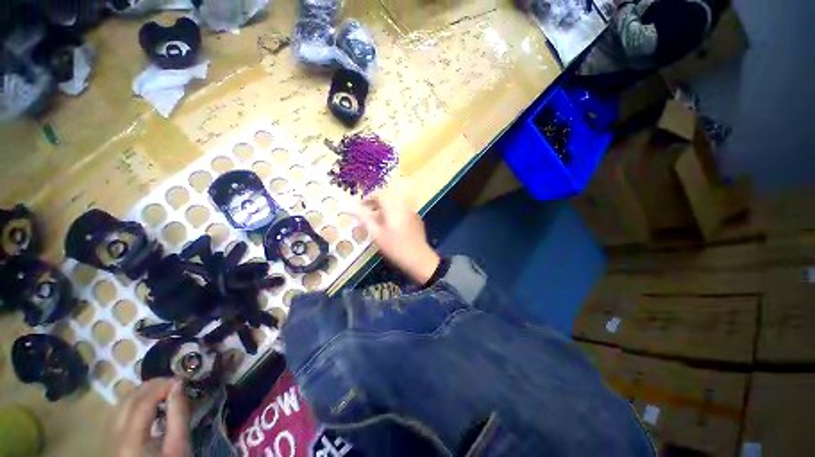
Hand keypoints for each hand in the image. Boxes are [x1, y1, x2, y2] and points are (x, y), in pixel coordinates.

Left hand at [113, 378, 189, 456]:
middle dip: (152, 385)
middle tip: (174, 382)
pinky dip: (137, 401)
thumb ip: (179, 415)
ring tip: (164, 391)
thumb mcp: (179, 445)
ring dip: (143, 392)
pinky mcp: (113, 437)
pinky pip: (121, 411)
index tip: (182, 379)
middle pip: (128, 399)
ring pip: (122, 402)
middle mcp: (115, 433)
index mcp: (130, 438)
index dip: (163, 386)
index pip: (143, 402)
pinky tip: (151, 404)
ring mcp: (110, 435)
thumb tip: (179, 384)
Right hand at [356, 194, 440, 284]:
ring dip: (386, 207)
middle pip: (388, 198)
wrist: (418, 258)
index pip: (379, 195)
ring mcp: (412, 212)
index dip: (368, 198)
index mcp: (393, 208)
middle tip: (368, 211)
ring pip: (396, 204)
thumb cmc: (395, 247)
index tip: (361, 205)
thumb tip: (355, 211)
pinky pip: (403, 210)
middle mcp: (403, 206)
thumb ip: (366, 221)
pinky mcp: (417, 219)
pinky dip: (395, 212)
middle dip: (377, 202)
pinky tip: (391, 224)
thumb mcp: (377, 235)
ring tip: (378, 218)